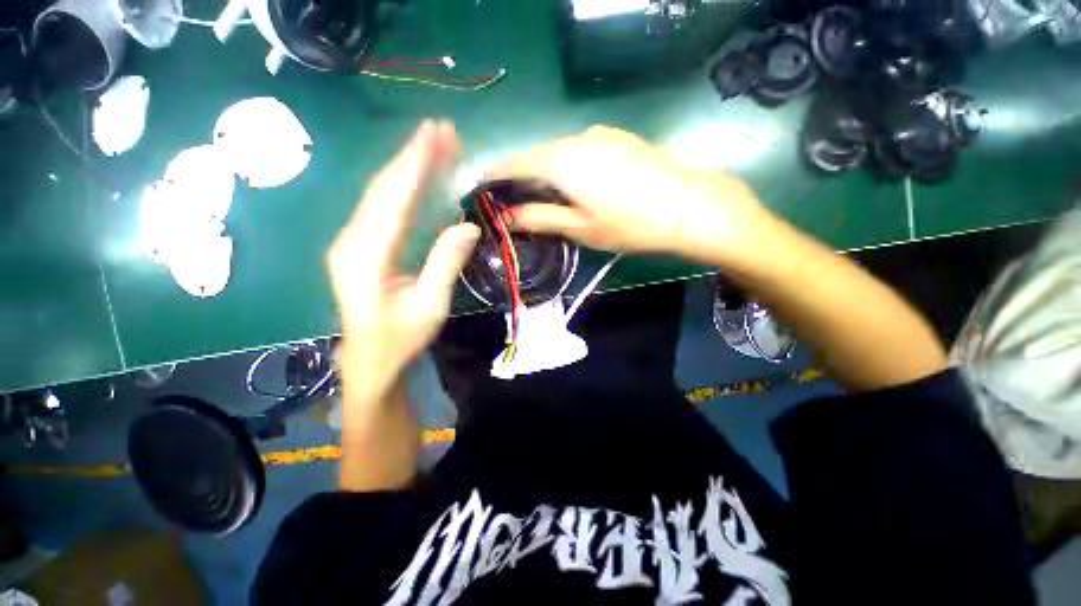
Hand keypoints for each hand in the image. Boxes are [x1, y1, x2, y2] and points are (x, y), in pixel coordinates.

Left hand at [327, 121, 479, 399]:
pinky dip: (404, 187)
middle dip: (413, 156)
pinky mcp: (361, 244)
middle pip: (384, 188)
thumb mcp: (429, 306)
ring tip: (436, 145)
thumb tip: (467, 227)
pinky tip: (421, 176)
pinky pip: (383, 208)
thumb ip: (445, 263)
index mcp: (366, 256)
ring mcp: (353, 241)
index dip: (414, 164)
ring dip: (409, 167)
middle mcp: (352, 240)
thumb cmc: (400, 338)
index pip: (392, 199)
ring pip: (381, 194)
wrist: (370, 358)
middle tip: (442, 131)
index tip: (434, 134)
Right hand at [490, 126, 774, 265]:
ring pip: (557, 153)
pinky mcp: (617, 138)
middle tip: (512, 204)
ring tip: (543, 200)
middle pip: (534, 156)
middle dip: (518, 178)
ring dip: (544, 174)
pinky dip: (567, 167)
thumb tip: (506, 217)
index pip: (511, 163)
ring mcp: (599, 135)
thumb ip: (539, 218)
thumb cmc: (629, 223)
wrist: (689, 206)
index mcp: (559, 160)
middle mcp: (574, 138)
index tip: (479, 191)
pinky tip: (576, 187)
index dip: (492, 177)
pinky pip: (579, 151)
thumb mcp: (579, 227)